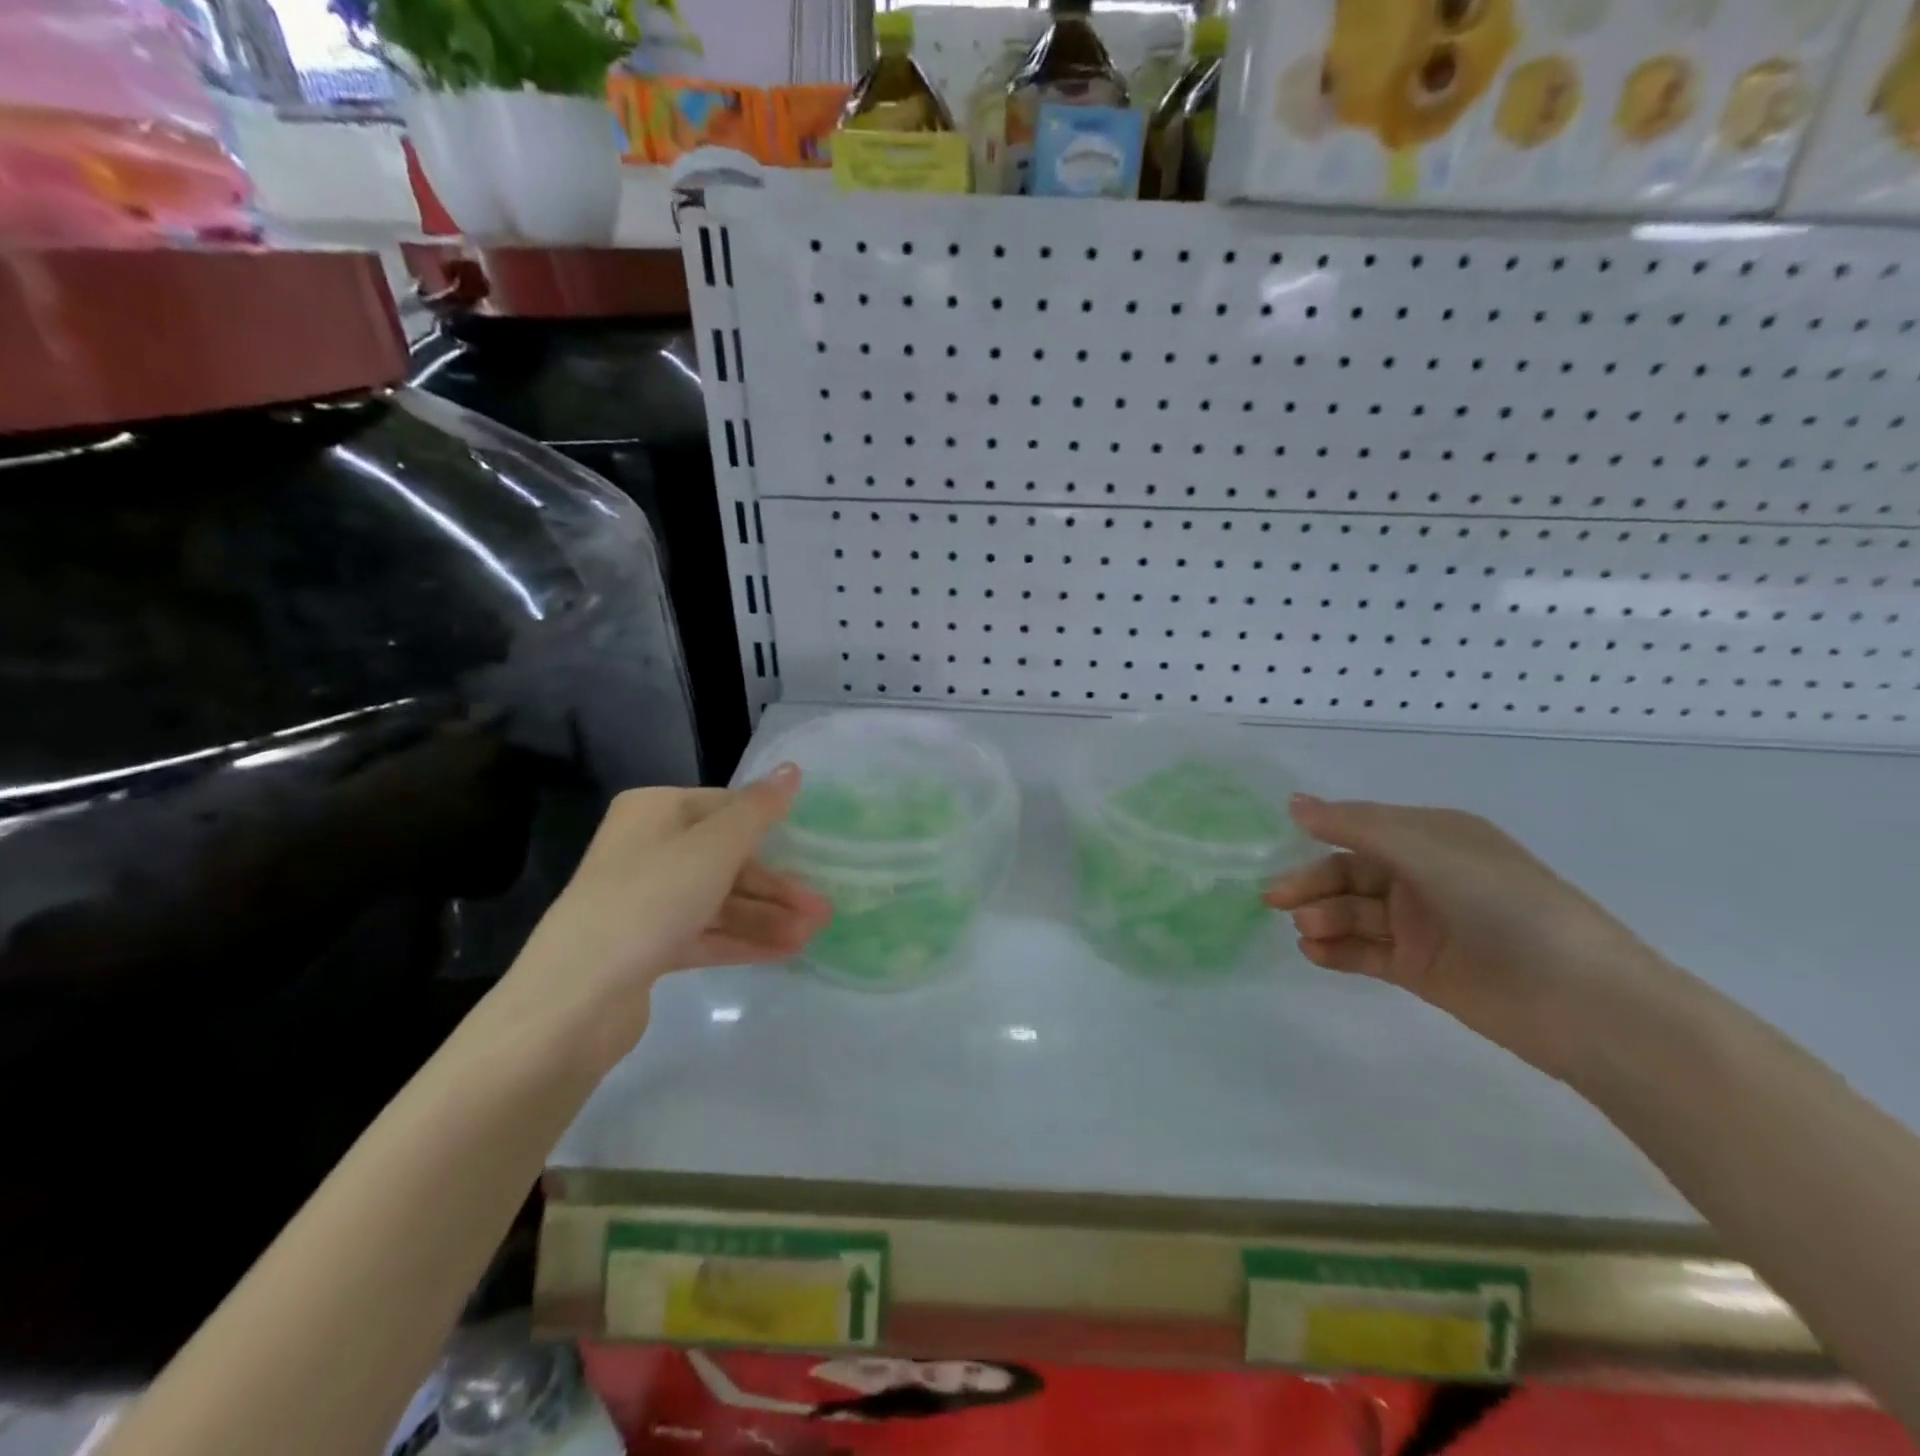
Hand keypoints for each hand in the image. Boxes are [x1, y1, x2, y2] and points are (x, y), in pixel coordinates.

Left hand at [492, 766, 830, 1062]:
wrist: (575, 999)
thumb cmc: (651, 900)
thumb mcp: (714, 847)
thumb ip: (759, 810)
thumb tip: (792, 769)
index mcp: (655, 811)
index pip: (727, 808)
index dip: (772, 829)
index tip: (814, 852)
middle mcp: (647, 848)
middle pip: (726, 858)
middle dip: (776, 885)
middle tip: (822, 909)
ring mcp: (645, 899)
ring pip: (719, 899)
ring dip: (766, 917)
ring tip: (811, 936)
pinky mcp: (646, 945)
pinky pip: (705, 932)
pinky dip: (742, 940)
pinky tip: (784, 953)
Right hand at [1264, 796, 1671, 1079]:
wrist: (1585, 1005)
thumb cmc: (1508, 908)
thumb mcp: (1430, 853)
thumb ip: (1358, 827)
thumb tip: (1294, 804)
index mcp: (1435, 837)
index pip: (1362, 828)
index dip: (1320, 834)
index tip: (1276, 847)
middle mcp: (1425, 876)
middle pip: (1350, 873)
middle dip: (1313, 883)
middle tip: (1276, 899)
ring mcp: (1422, 924)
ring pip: (1354, 912)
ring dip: (1324, 917)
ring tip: (1307, 931)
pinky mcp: (1420, 968)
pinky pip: (1366, 951)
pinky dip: (1337, 951)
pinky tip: (1314, 953)